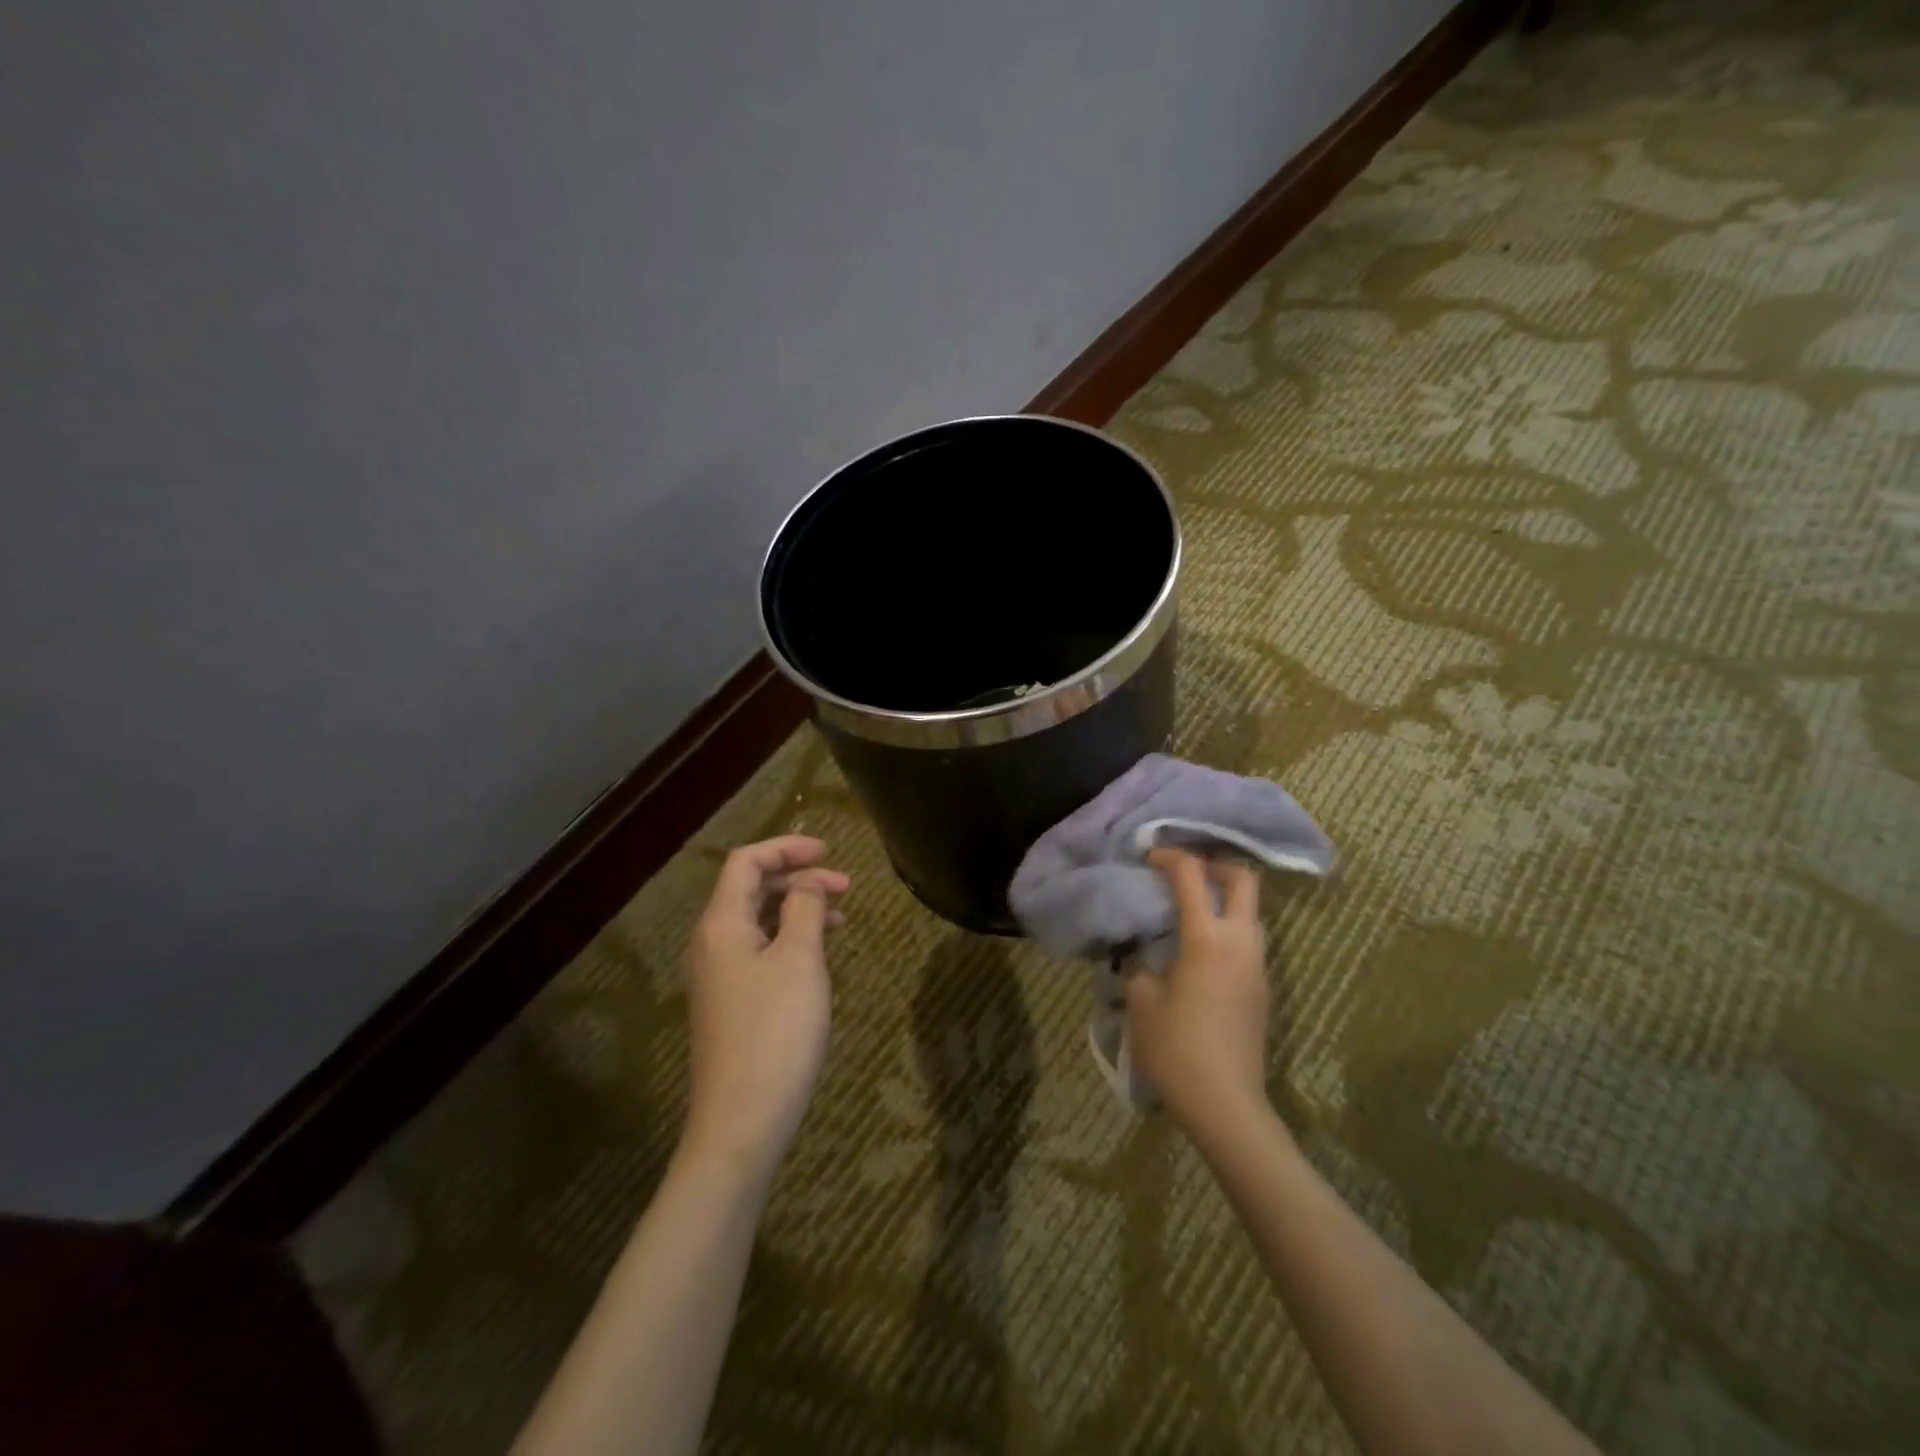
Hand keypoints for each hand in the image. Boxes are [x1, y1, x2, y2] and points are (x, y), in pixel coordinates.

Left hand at [680, 836, 848, 1176]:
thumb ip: (805, 909)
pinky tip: (818, 953)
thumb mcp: (799, 960)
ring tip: (840, 915)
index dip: (787, 848)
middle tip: (845, 886)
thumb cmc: (775, 1032)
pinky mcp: (730, 1003)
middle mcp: (711, 944)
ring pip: (757, 921)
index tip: (829, 850)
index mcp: (721, 925)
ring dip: (796, 908)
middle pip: (750, 889)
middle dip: (797, 878)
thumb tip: (807, 883)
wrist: (741, 1122)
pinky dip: (789, 938)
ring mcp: (718, 976)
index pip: (747, 862)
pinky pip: (758, 950)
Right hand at [1126, 848, 1271, 1132]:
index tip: (1149, 858)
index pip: (1192, 874)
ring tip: (1191, 908)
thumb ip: (1137, 965)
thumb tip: (1137, 952)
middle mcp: (1240, 942)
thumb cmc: (1176, 1048)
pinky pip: (1250, 939)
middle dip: (1215, 865)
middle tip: (1184, 873)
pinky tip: (1202, 948)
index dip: (1169, 857)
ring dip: (1225, 897)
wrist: (1226, 1103)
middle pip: (1243, 879)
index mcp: (1206, 937)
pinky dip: (1229, 926)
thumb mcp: (1141, 1001)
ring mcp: (1257, 965)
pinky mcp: (1263, 987)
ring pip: (1252, 910)